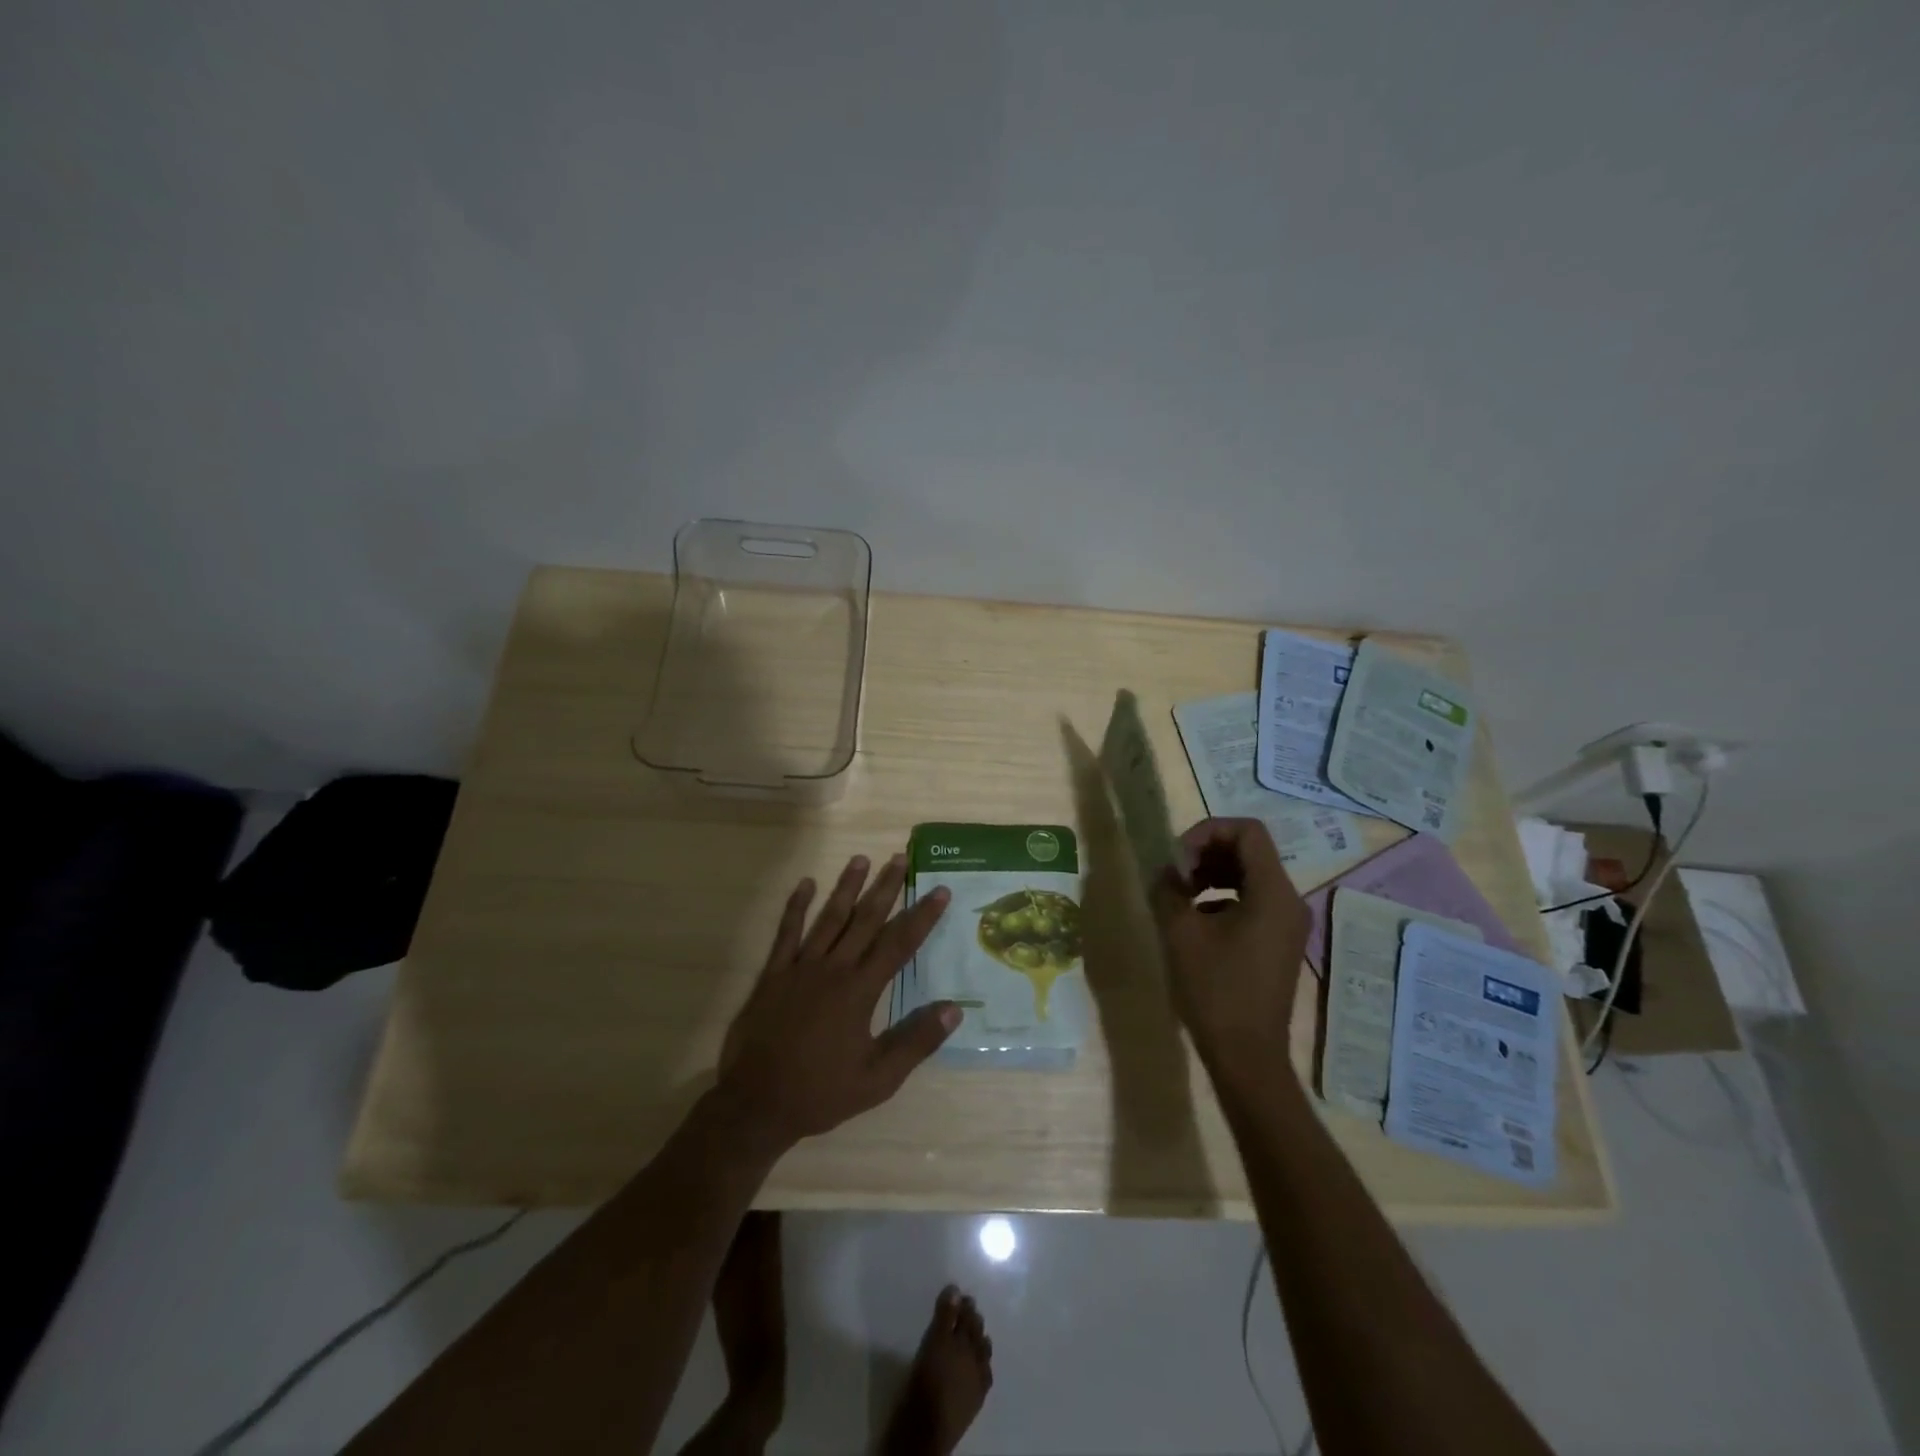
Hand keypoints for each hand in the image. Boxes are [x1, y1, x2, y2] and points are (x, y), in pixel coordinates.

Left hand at [718, 853, 958, 1151]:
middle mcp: (833, 969)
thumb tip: (955, 1009)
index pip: (898, 944)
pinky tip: (805, 884)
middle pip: (865, 919)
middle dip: (886, 888)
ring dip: (846, 887)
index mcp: (860, 991)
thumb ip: (916, 1041)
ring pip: (829, 918)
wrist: (757, 1103)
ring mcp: (800, 967)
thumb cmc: (821, 1092)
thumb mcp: (878, 1079)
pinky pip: (786, 933)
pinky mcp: (773, 974)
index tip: (939, 890)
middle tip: (900, 858)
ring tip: (861, 859)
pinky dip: (795, 907)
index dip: (922, 916)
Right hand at [1149, 818, 1310, 1081]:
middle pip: (1249, 850)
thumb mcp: (1180, 932)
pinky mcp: (1279, 941)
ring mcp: (1288, 923)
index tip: (1178, 859)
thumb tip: (1166, 872)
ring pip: (1250, 875)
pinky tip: (1195, 920)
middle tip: (1175, 875)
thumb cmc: (1215, 990)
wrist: (1247, 1055)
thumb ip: (1168, 888)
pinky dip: (1222, 897)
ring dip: (1212, 874)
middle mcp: (1289, 900)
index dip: (1207, 832)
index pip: (1247, 831)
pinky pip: (1252, 900)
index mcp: (1273, 892)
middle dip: (1207, 852)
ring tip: (1180, 895)